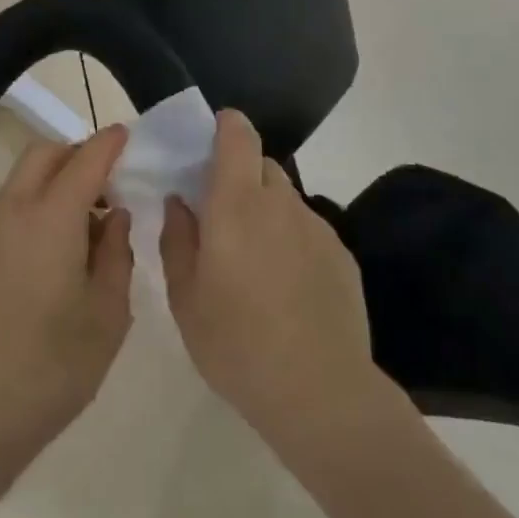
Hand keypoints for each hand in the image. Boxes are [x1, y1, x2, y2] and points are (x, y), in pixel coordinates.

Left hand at [0, 124, 133, 465]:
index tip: (127, 136)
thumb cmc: (53, 366)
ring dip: (55, 181)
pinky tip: (56, 252)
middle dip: (77, 154)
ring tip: (87, 225)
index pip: (85, 160)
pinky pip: (9, 208)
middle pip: (43, 154)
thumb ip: (116, 253)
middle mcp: (13, 211)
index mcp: (51, 218)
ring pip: (22, 179)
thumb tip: (113, 217)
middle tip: (109, 184)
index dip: (109, 143)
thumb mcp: (108, 312)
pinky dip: (36, 205)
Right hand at [159, 111, 380, 458]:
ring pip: (285, 198)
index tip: (209, 139)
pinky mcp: (341, 254)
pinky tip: (285, 286)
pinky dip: (290, 239)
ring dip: (265, 210)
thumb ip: (177, 238)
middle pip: (261, 165)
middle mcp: (280, 204)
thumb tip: (179, 202)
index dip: (226, 126)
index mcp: (236, 205)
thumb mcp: (185, 297)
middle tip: (220, 214)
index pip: (239, 136)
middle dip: (239, 175)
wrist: (319, 392)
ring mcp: (316, 228)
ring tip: (253, 259)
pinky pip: (307, 229)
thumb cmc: (236, 344)